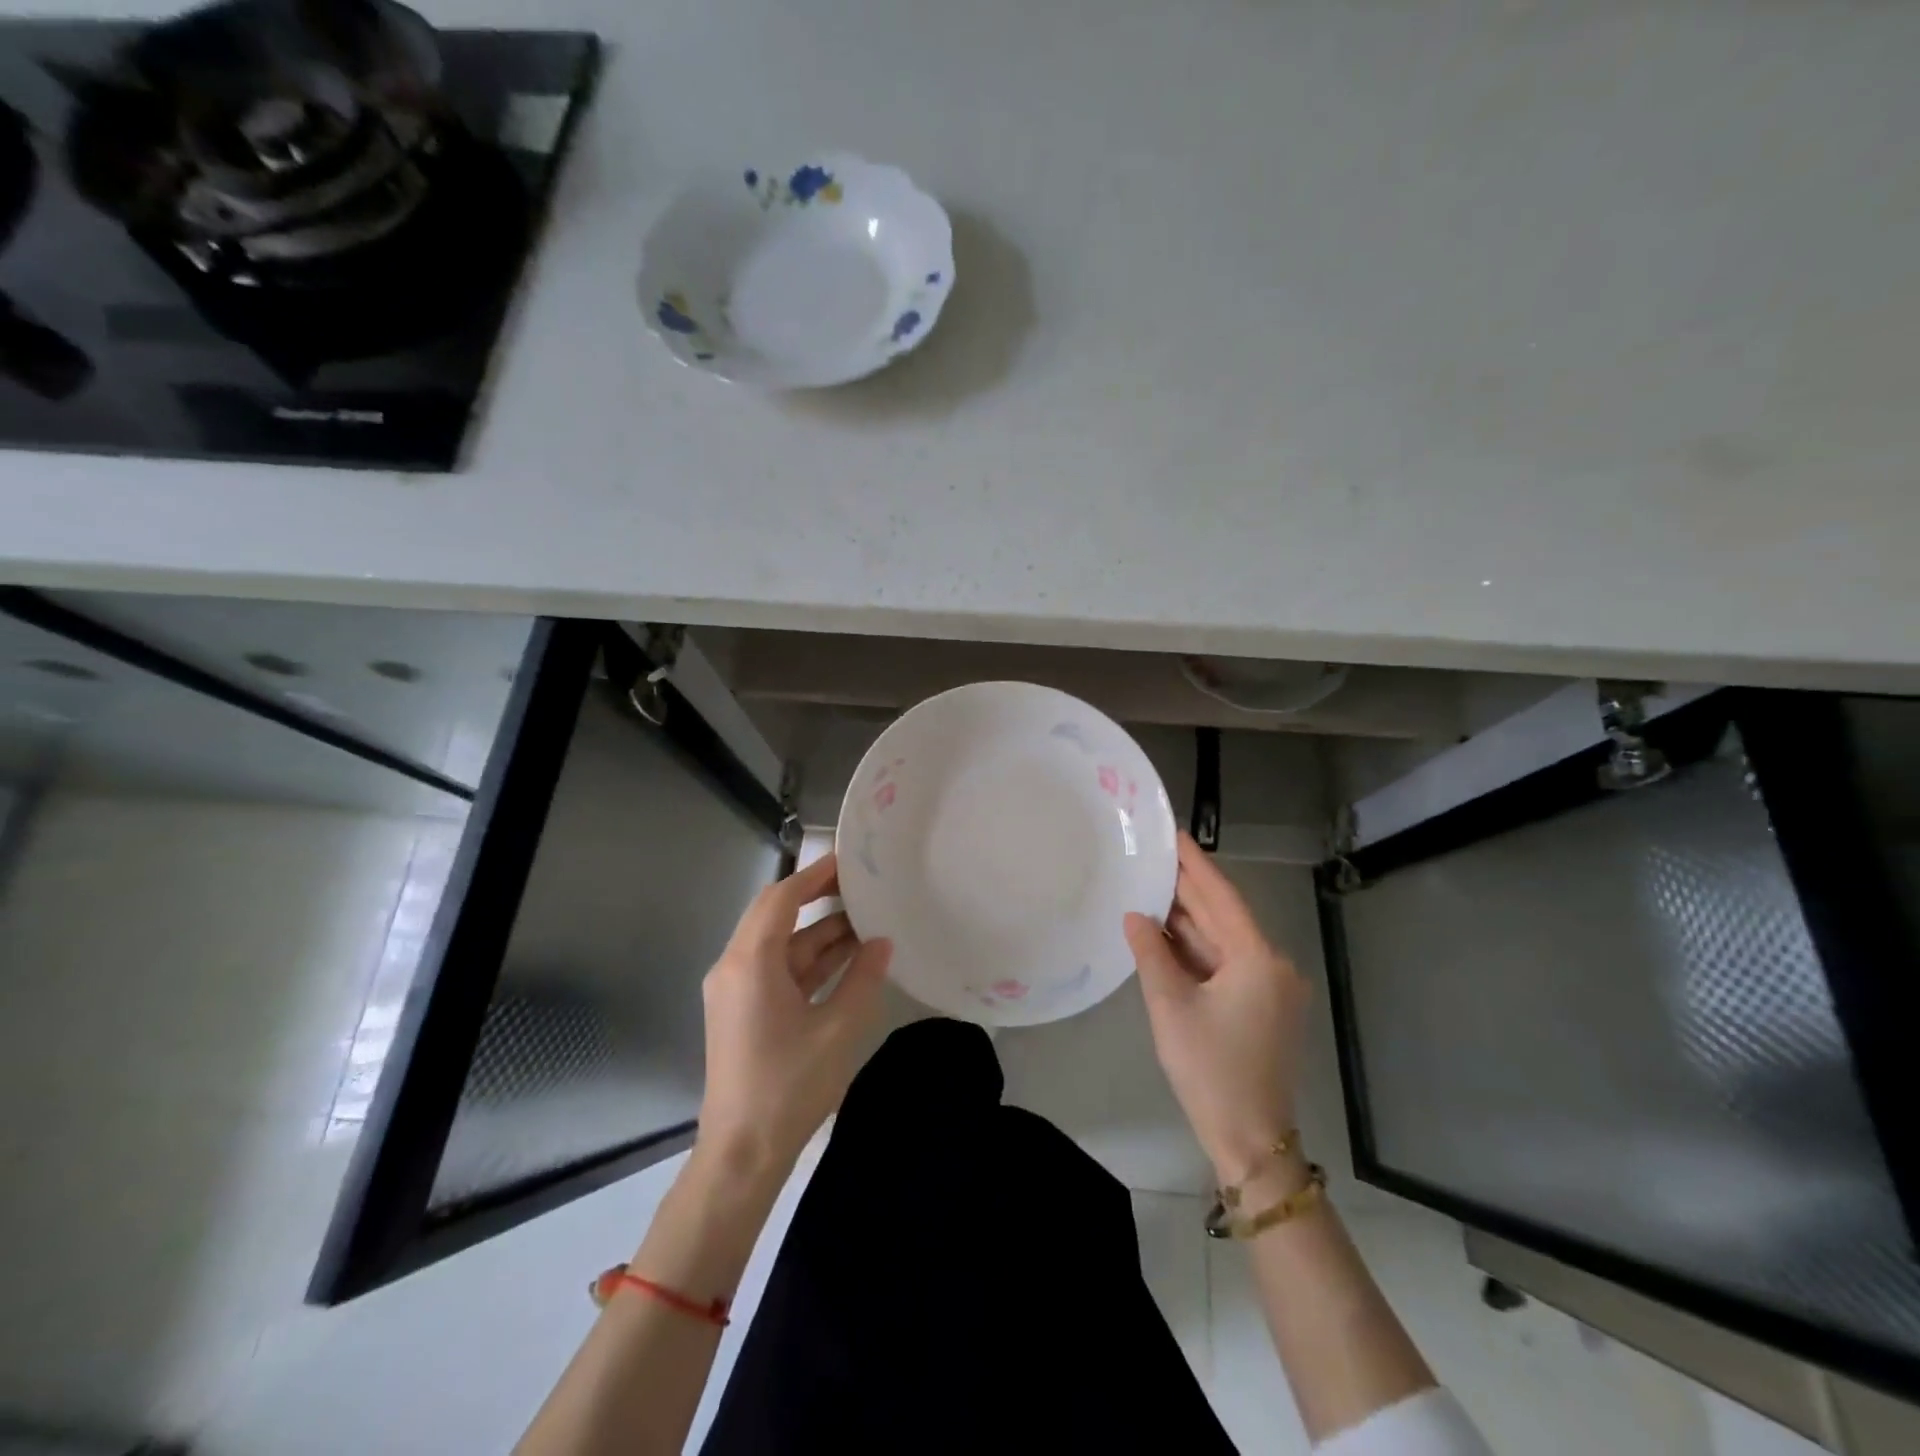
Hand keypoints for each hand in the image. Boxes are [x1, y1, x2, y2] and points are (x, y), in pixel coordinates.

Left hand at [697, 852, 891, 1178]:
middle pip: (776, 915)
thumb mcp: (837, 1029)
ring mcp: (737, 990)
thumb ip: (862, 979)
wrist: (743, 1154)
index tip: (849, 861)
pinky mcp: (745, 1010)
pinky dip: (811, 961)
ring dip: (820, 933)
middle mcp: (735, 967)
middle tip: (861, 886)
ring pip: (781, 944)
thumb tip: (882, 942)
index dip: (814, 876)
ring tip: (868, 920)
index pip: (781, 898)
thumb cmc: (788, 1087)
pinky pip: (779, 970)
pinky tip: (850, 958)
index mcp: (749, 963)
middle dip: (818, 898)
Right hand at [1125, 832, 1310, 1185]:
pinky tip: (1166, 934)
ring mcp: (1270, 988)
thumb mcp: (1171, 1005)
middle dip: (1188, 890)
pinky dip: (1196, 950)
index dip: (1196, 864)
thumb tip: (1135, 915)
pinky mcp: (1261, 1008)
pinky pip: (1225, 965)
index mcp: (1258, 958)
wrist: (1250, 1140)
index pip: (1222, 897)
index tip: (1174, 833)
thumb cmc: (1210, 1068)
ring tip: (1151, 888)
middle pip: (1224, 917)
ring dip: (1189, 921)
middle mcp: (1272, 965)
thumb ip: (1151, 953)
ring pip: (1223, 942)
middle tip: (1153, 856)